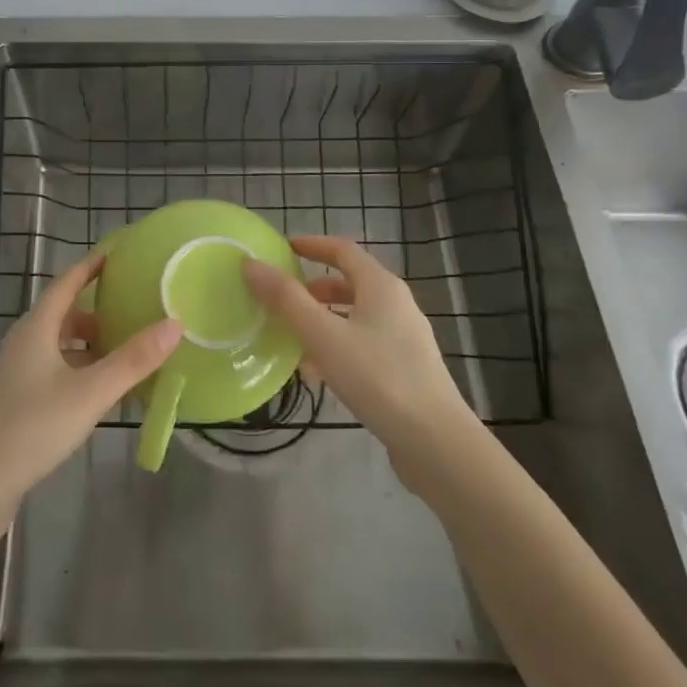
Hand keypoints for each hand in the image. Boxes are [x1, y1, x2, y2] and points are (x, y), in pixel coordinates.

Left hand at [0, 253, 181, 544]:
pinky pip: (53, 371)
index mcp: (36, 329)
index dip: (92, 266)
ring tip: (125, 355)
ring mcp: (15, 374)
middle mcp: (22, 343)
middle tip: (134, 312)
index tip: (119, 253)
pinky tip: (98, 393)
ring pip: (59, 346)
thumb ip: (133, 360)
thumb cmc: (33, 428)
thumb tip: (174, 323)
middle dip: (98, 311)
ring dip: (89, 345)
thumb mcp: (90, 393)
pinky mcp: (15, 402)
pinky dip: (79, 371)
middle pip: (63, 314)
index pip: (66, 282)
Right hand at [244, 236, 474, 495]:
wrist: (435, 441)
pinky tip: (317, 373)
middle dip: (313, 288)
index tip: (283, 249)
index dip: (312, 245)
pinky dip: (337, 347)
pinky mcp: (405, 368)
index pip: (343, 250)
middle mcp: (396, 304)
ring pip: (355, 317)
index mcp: (381, 286)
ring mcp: (404, 338)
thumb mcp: (323, 335)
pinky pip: (363, 344)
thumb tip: (251, 264)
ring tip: (292, 337)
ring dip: (323, 320)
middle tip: (281, 297)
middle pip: (350, 283)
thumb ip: (286, 299)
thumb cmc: (377, 377)